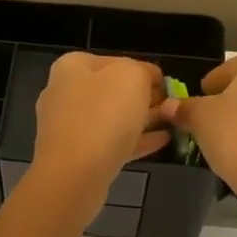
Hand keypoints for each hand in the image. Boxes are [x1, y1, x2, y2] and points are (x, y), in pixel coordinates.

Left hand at [28, 53, 170, 216]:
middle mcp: (64, 94)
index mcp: (72, 67)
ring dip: (142, 120)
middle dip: (143, 98)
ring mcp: (68, 128)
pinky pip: (110, 143)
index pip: (115, 61)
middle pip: (111, 91)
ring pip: (112, 119)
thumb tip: (148, 80)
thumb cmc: (103, 115)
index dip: (144, 71)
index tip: (167, 85)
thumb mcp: (132, 77)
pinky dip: (135, 141)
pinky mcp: (76, 157)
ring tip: (172, 123)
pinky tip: (162, 142)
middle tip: (171, 106)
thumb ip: (143, 72)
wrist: (74, 175)